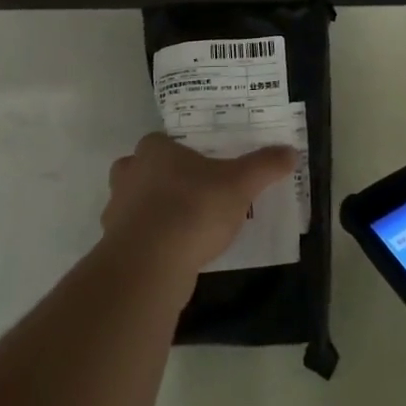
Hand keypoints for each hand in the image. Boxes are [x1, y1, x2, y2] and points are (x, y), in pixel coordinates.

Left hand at [102, 133, 293, 278]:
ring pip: (134, 205)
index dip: (179, 152)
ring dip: (153, 213)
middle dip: (160, 180)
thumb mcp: (240, 183)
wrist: (150, 264)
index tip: (200, 165)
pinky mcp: (115, 248)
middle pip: (140, 170)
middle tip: (191, 191)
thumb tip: (291, 152)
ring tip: (186, 225)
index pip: (160, 141)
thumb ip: (264, 166)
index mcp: (153, 151)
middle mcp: (129, 175)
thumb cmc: (193, 208)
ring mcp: (115, 213)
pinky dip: (150, 243)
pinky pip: (135, 238)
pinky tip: (175, 253)